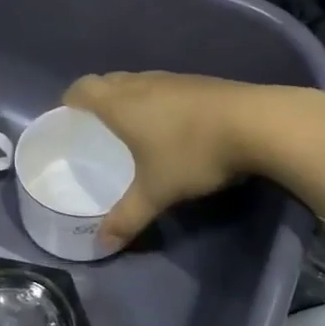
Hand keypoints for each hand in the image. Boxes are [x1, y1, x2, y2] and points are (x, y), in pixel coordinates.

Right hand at [64, 71, 256, 244]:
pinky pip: (164, 87)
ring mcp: (174, 80)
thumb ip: (127, 217)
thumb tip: (101, 245)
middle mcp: (142, 84)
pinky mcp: (200, 83)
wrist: (257, 124)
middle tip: (95, 125)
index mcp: (121, 104)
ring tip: (131, 125)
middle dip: (97, 98)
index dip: (70, 99)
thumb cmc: (193, 153)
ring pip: (138, 81)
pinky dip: (156, 100)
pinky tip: (171, 124)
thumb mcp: (157, 192)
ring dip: (128, 97)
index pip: (83, 89)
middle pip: (108, 81)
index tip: (67, 116)